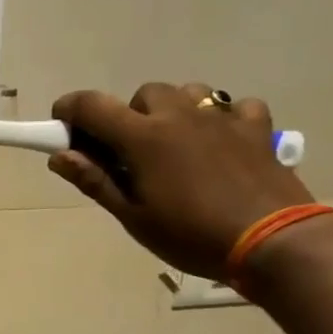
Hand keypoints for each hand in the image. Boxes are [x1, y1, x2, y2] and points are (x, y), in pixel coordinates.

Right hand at [49, 81, 312, 280]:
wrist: (271, 240)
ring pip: (188, 93)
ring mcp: (222, 117)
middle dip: (129, 117)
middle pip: (143, 95)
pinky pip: (233, 107)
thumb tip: (60, 157)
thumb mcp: (134, 217)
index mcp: (143, 138)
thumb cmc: (190, 235)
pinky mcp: (256, 127)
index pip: (93, 107)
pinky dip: (220, 119)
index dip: (70, 110)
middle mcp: (180, 115)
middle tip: (129, 154)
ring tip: (175, 147)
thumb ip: (96, 181)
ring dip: (172, 112)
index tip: (61, 125)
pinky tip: (220, 143)